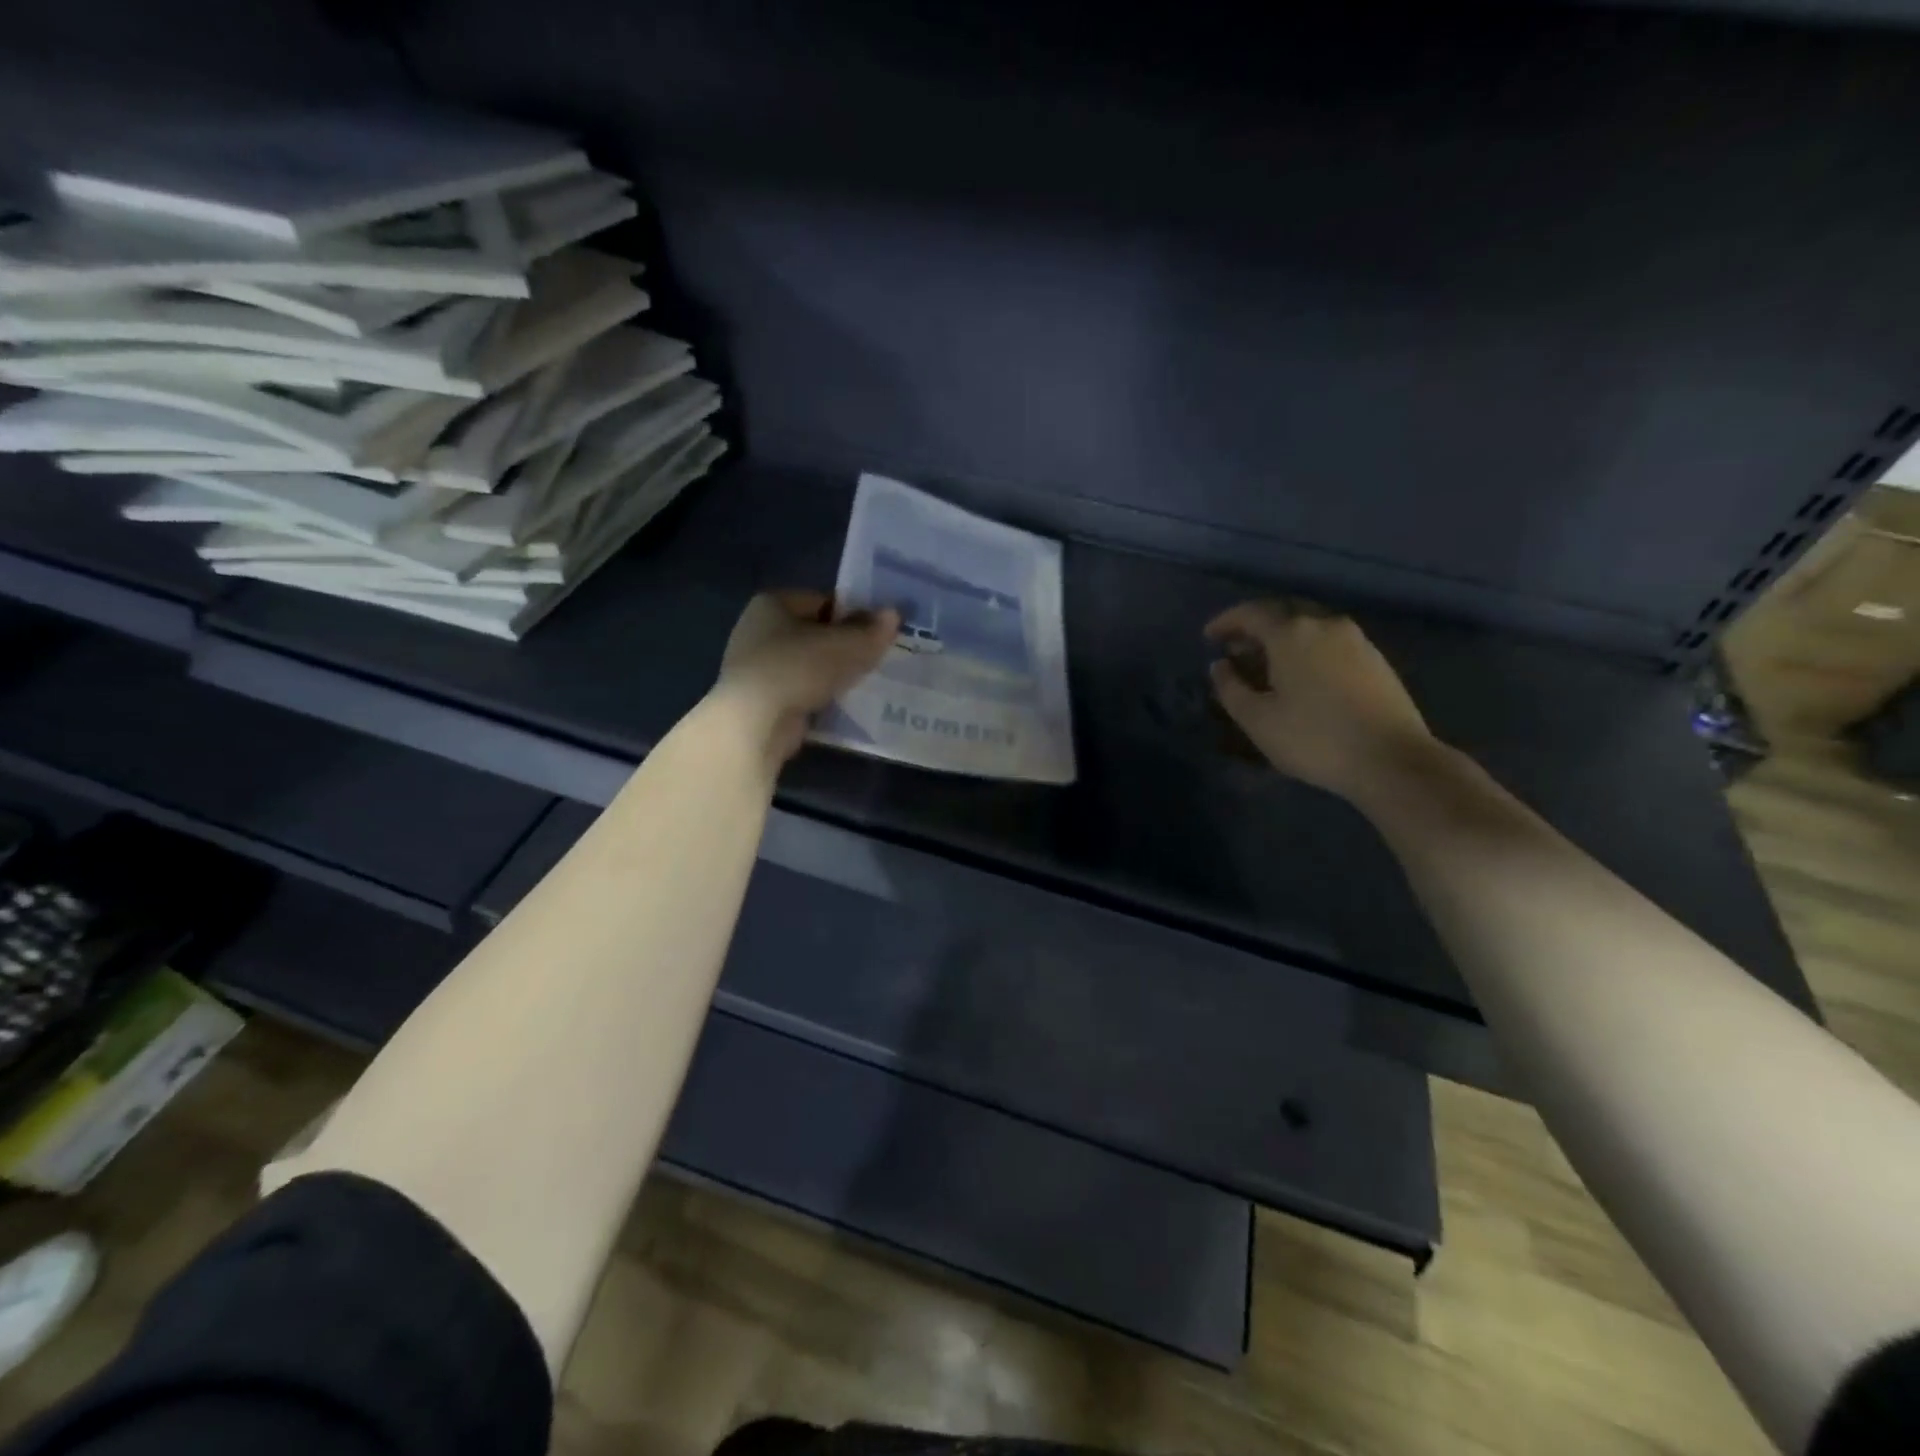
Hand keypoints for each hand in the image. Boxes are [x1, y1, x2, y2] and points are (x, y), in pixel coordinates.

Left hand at [714, 590, 899, 762]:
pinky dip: (816, 696)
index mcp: (772, 602)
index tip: (875, 635)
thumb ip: (873, 630)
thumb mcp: (847, 645)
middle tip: (872, 661)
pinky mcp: (758, 699)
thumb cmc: (799, 668)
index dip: (852, 615)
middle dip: (842, 647)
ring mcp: (753, 666)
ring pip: (806, 664)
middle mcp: (756, 629)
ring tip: (860, 686)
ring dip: (830, 674)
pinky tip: (838, 707)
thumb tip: (893, 615)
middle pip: (813, 633)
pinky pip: (797, 690)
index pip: (822, 600)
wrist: (756, 722)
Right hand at [1205, 599, 1436, 800]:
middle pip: (1283, 615)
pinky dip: (1307, 651)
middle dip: (1255, 629)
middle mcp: (1325, 625)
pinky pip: (1330, 644)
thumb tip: (1220, 666)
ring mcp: (1356, 640)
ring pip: (1309, 629)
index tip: (1208, 637)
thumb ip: (1231, 688)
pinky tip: (1302, 678)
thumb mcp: (1257, 720)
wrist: (1392, 760)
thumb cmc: (1314, 738)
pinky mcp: (1376, 660)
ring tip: (1267, 667)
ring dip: (1283, 641)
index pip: (1251, 613)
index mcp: (1291, 634)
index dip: (1226, 622)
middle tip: (1235, 651)